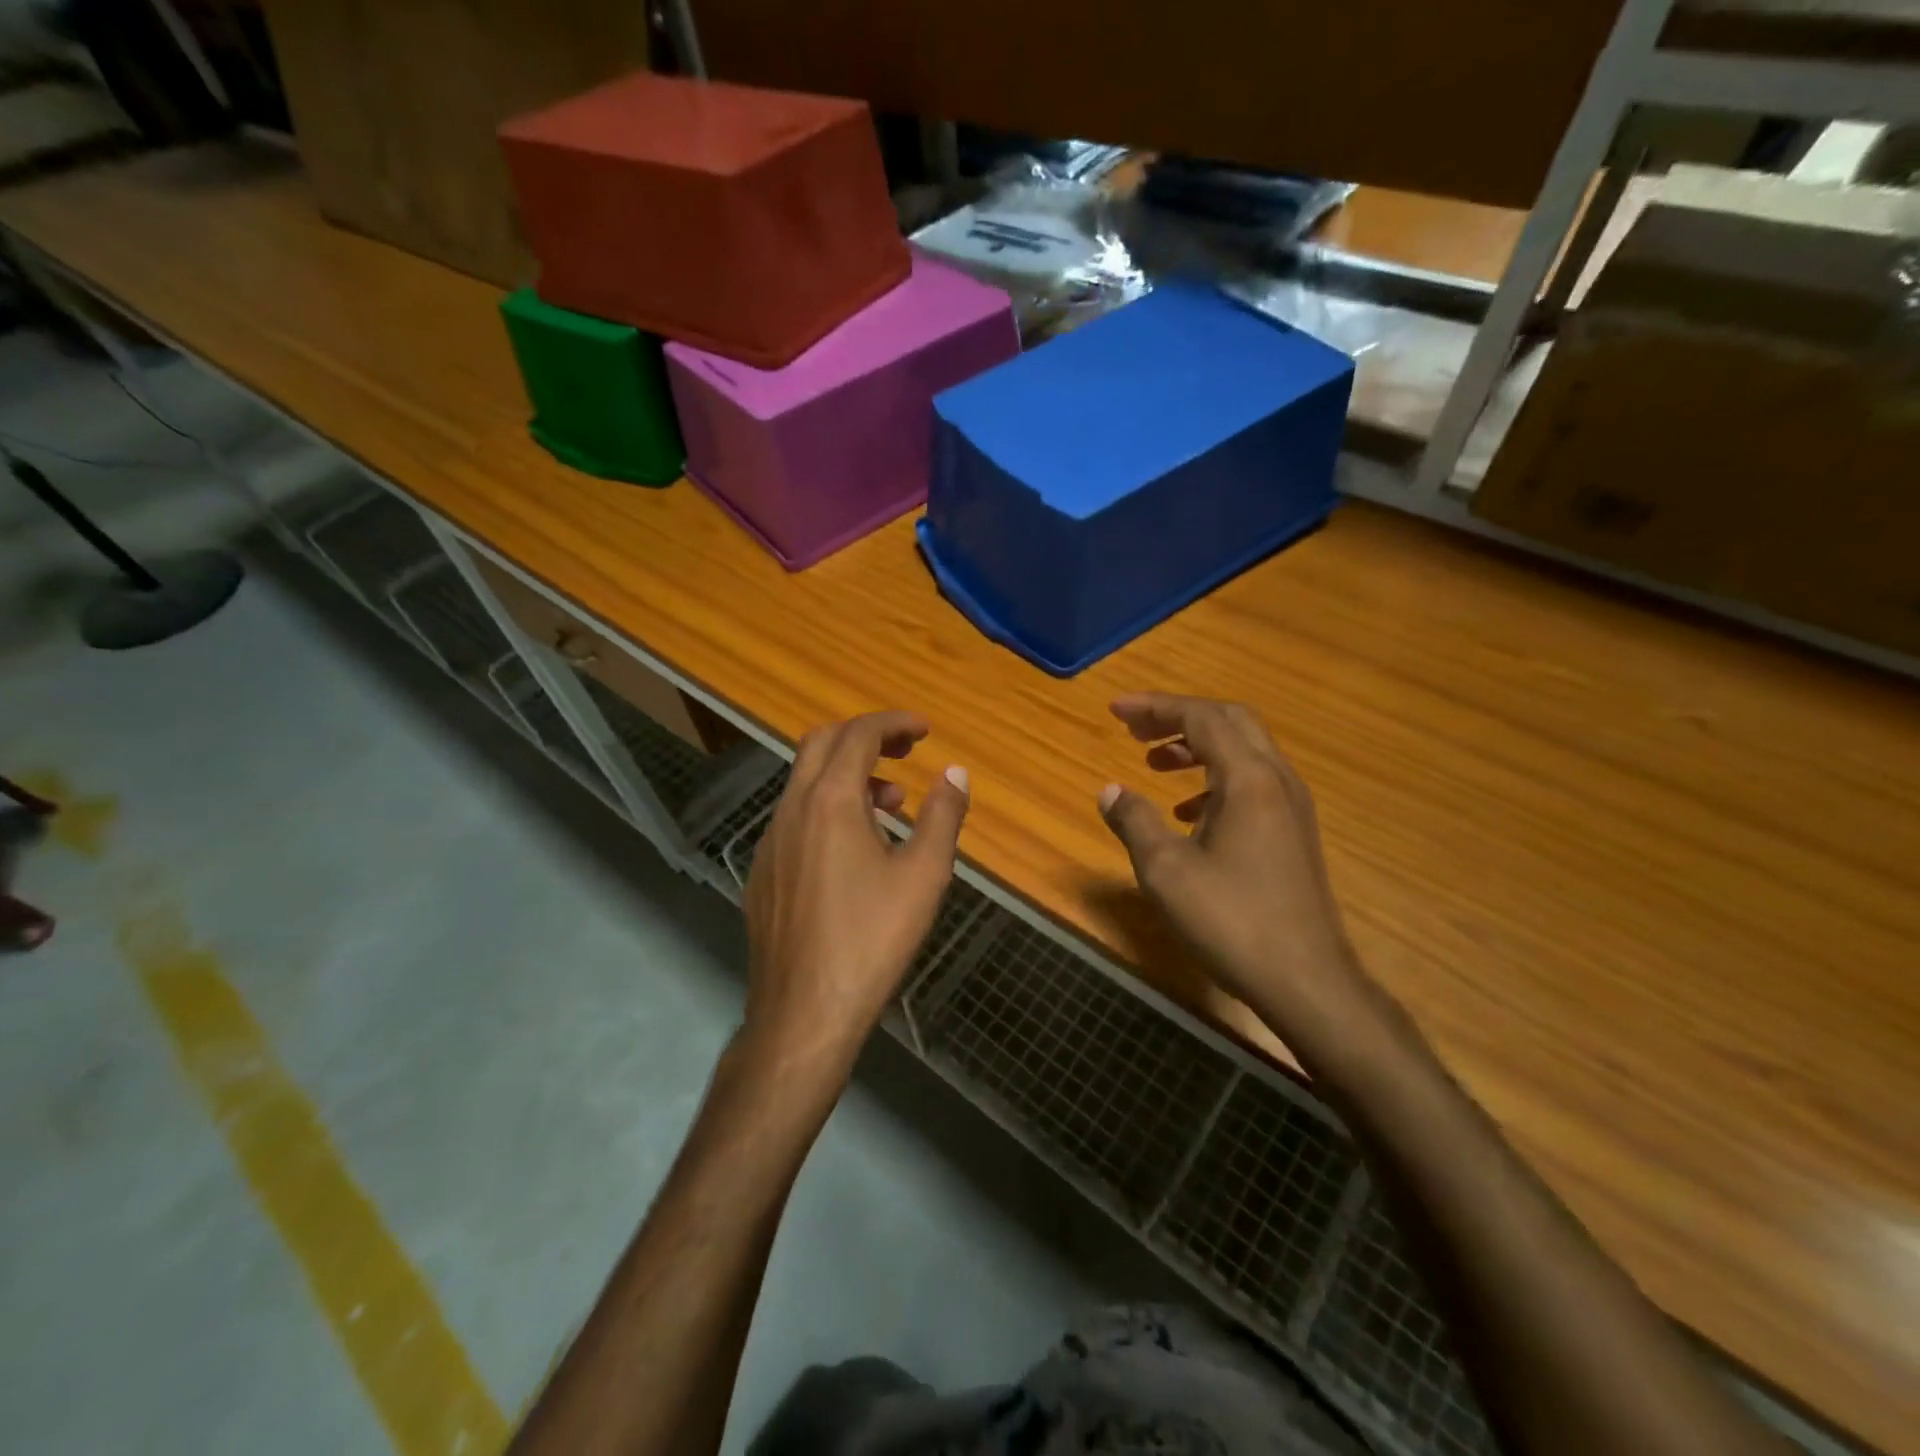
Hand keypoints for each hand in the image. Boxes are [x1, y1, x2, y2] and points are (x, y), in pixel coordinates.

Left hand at [743, 710, 968, 1075]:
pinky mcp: (763, 872)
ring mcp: (770, 841)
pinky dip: (827, 808)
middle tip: (905, 752)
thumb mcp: (924, 875)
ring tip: (891, 805)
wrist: (804, 1010)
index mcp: (829, 801)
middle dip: (866, 737)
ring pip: (805, 782)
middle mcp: (791, 809)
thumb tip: (955, 772)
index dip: (894, 723)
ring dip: (847, 776)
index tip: (925, 730)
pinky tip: (854, 850)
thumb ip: (943, 815)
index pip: (858, 734)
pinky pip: (795, 818)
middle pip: (821, 744)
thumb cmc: (872, 938)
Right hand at [1097, 693, 1370, 1044]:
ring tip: (1154, 765)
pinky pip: (1252, 784)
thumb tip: (1110, 790)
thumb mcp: (1166, 870)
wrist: (1306, 980)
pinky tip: (1188, 813)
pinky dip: (1215, 780)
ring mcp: (1291, 807)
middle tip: (1135, 730)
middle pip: (1229, 722)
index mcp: (1248, 779)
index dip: (1155, 707)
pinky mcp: (1294, 833)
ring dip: (1197, 748)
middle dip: (1178, 718)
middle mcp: (1276, 781)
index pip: (1201, 717)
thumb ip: (1134, 821)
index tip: (1115, 709)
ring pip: (1243, 752)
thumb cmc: (1231, 920)